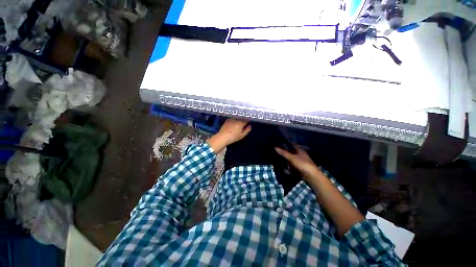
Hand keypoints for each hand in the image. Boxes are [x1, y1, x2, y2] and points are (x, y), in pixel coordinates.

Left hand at [218, 119, 251, 145]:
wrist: (223, 137)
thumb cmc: (233, 137)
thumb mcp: (242, 135)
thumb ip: (247, 130)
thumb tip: (250, 126)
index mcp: (241, 122)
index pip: (247, 119)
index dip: (248, 121)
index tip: (248, 123)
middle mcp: (237, 119)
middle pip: (242, 118)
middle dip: (244, 120)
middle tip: (244, 124)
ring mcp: (231, 119)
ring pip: (237, 118)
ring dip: (239, 119)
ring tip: (238, 124)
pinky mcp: (227, 120)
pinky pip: (233, 118)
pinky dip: (234, 120)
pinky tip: (233, 124)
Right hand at [275, 146, 321, 180]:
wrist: (311, 176)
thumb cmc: (302, 164)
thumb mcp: (292, 157)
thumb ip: (283, 153)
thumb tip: (275, 147)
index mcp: (299, 150)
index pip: (291, 145)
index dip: (285, 144)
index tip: (278, 144)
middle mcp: (300, 154)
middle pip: (290, 152)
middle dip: (284, 153)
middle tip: (276, 153)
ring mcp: (299, 161)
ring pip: (290, 159)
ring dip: (285, 160)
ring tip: (278, 160)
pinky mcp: (299, 167)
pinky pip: (291, 165)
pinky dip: (288, 166)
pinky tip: (284, 167)